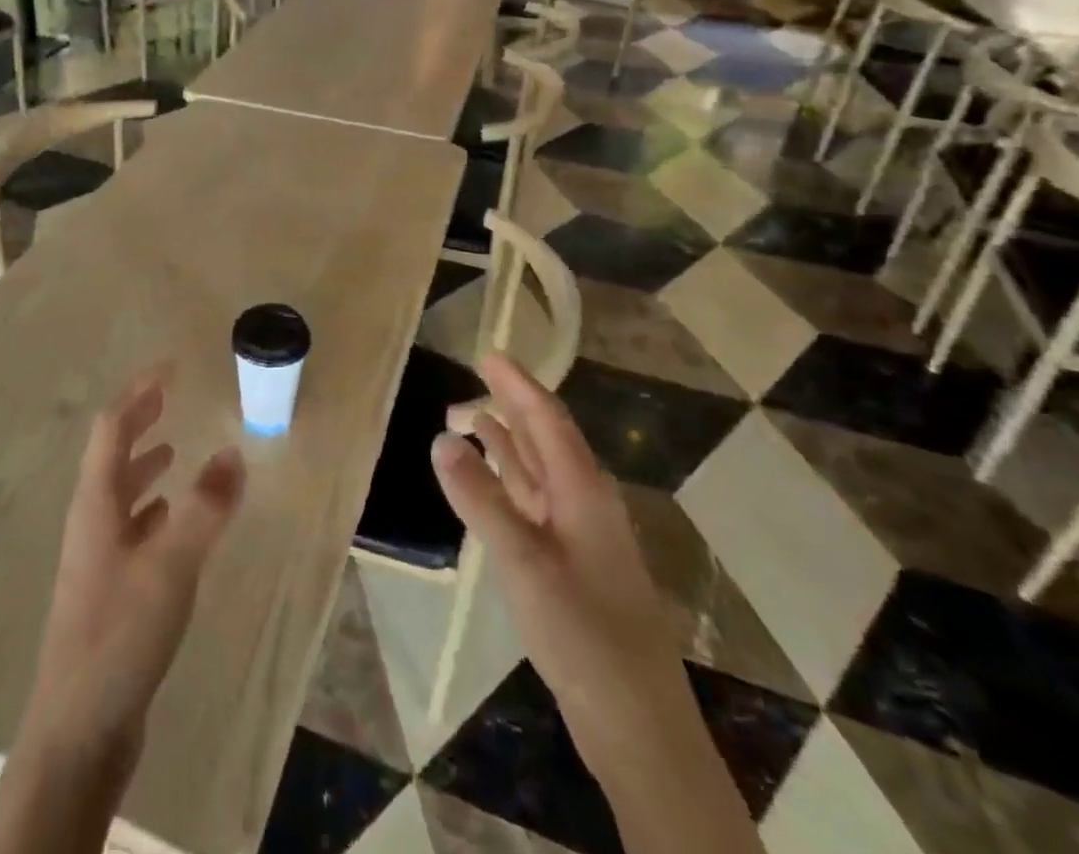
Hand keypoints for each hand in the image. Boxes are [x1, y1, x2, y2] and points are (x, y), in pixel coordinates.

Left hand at [27, 371, 246, 756]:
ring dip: (143, 463)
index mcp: (96, 502)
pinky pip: (130, 527)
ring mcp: (97, 556)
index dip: (138, 391)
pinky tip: (170, 516)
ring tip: (172, 447)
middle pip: (112, 454)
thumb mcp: (171, 564)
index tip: (169, 367)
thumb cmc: (120, 632)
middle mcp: (91, 520)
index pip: (112, 427)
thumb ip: (206, 507)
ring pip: (120, 491)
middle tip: (168, 394)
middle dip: (139, 420)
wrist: (79, 728)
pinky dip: (151, 507)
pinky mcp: (108, 588)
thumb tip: (235, 452)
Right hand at [432, 353, 685, 734]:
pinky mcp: (571, 565)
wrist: (636, 725)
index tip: (490, 353)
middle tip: (476, 377)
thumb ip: (480, 498)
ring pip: (540, 471)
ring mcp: (580, 536)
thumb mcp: (522, 560)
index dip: (518, 384)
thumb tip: (442, 438)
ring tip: (470, 418)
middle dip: (512, 405)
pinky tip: (489, 482)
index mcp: (583, 490)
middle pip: (546, 439)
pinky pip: (535, 502)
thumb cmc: (582, 633)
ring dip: (507, 442)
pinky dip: (508, 481)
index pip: (547, 419)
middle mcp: (585, 502)